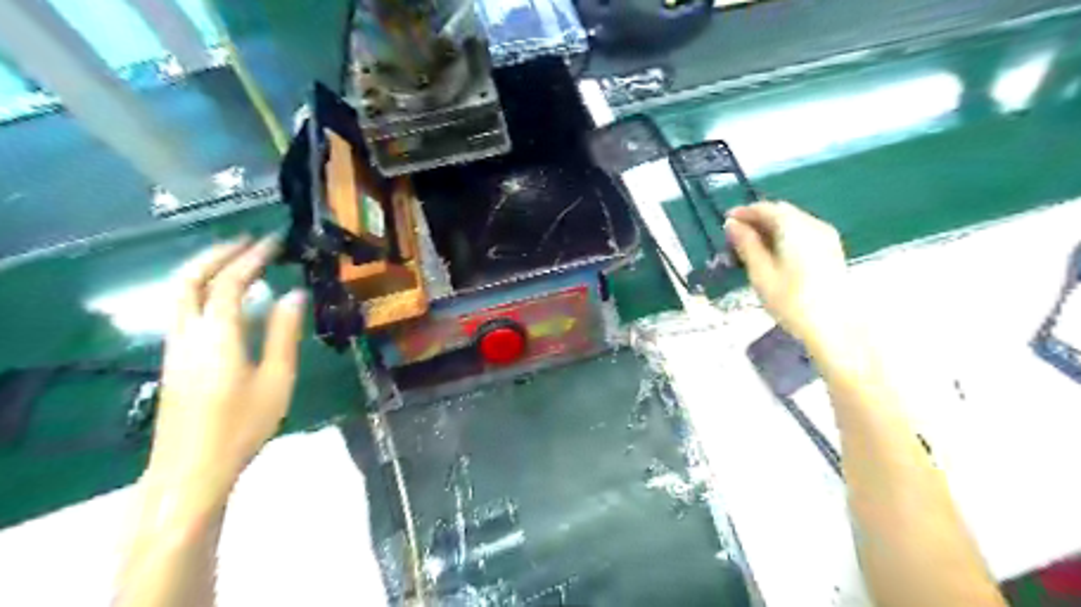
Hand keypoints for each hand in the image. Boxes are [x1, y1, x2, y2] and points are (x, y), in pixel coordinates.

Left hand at [144, 235, 306, 502]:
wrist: (192, 467)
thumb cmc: (243, 425)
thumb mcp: (277, 379)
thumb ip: (283, 333)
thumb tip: (294, 295)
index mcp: (217, 335)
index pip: (230, 282)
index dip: (252, 257)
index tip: (274, 241)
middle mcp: (188, 333)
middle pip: (190, 278)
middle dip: (217, 253)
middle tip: (248, 241)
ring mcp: (175, 345)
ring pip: (179, 292)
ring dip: (205, 268)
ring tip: (237, 259)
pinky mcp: (174, 358)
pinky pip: (182, 308)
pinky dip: (201, 288)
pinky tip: (224, 296)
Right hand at [724, 201, 862, 352]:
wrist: (834, 328)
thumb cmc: (791, 301)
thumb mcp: (761, 273)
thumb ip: (746, 244)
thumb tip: (732, 224)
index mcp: (795, 227)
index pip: (766, 209)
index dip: (744, 212)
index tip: (726, 221)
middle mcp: (813, 225)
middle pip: (782, 212)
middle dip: (758, 219)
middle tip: (736, 235)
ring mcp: (826, 237)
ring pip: (793, 222)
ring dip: (771, 228)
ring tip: (751, 245)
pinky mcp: (831, 250)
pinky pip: (803, 232)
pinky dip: (785, 236)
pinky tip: (773, 253)